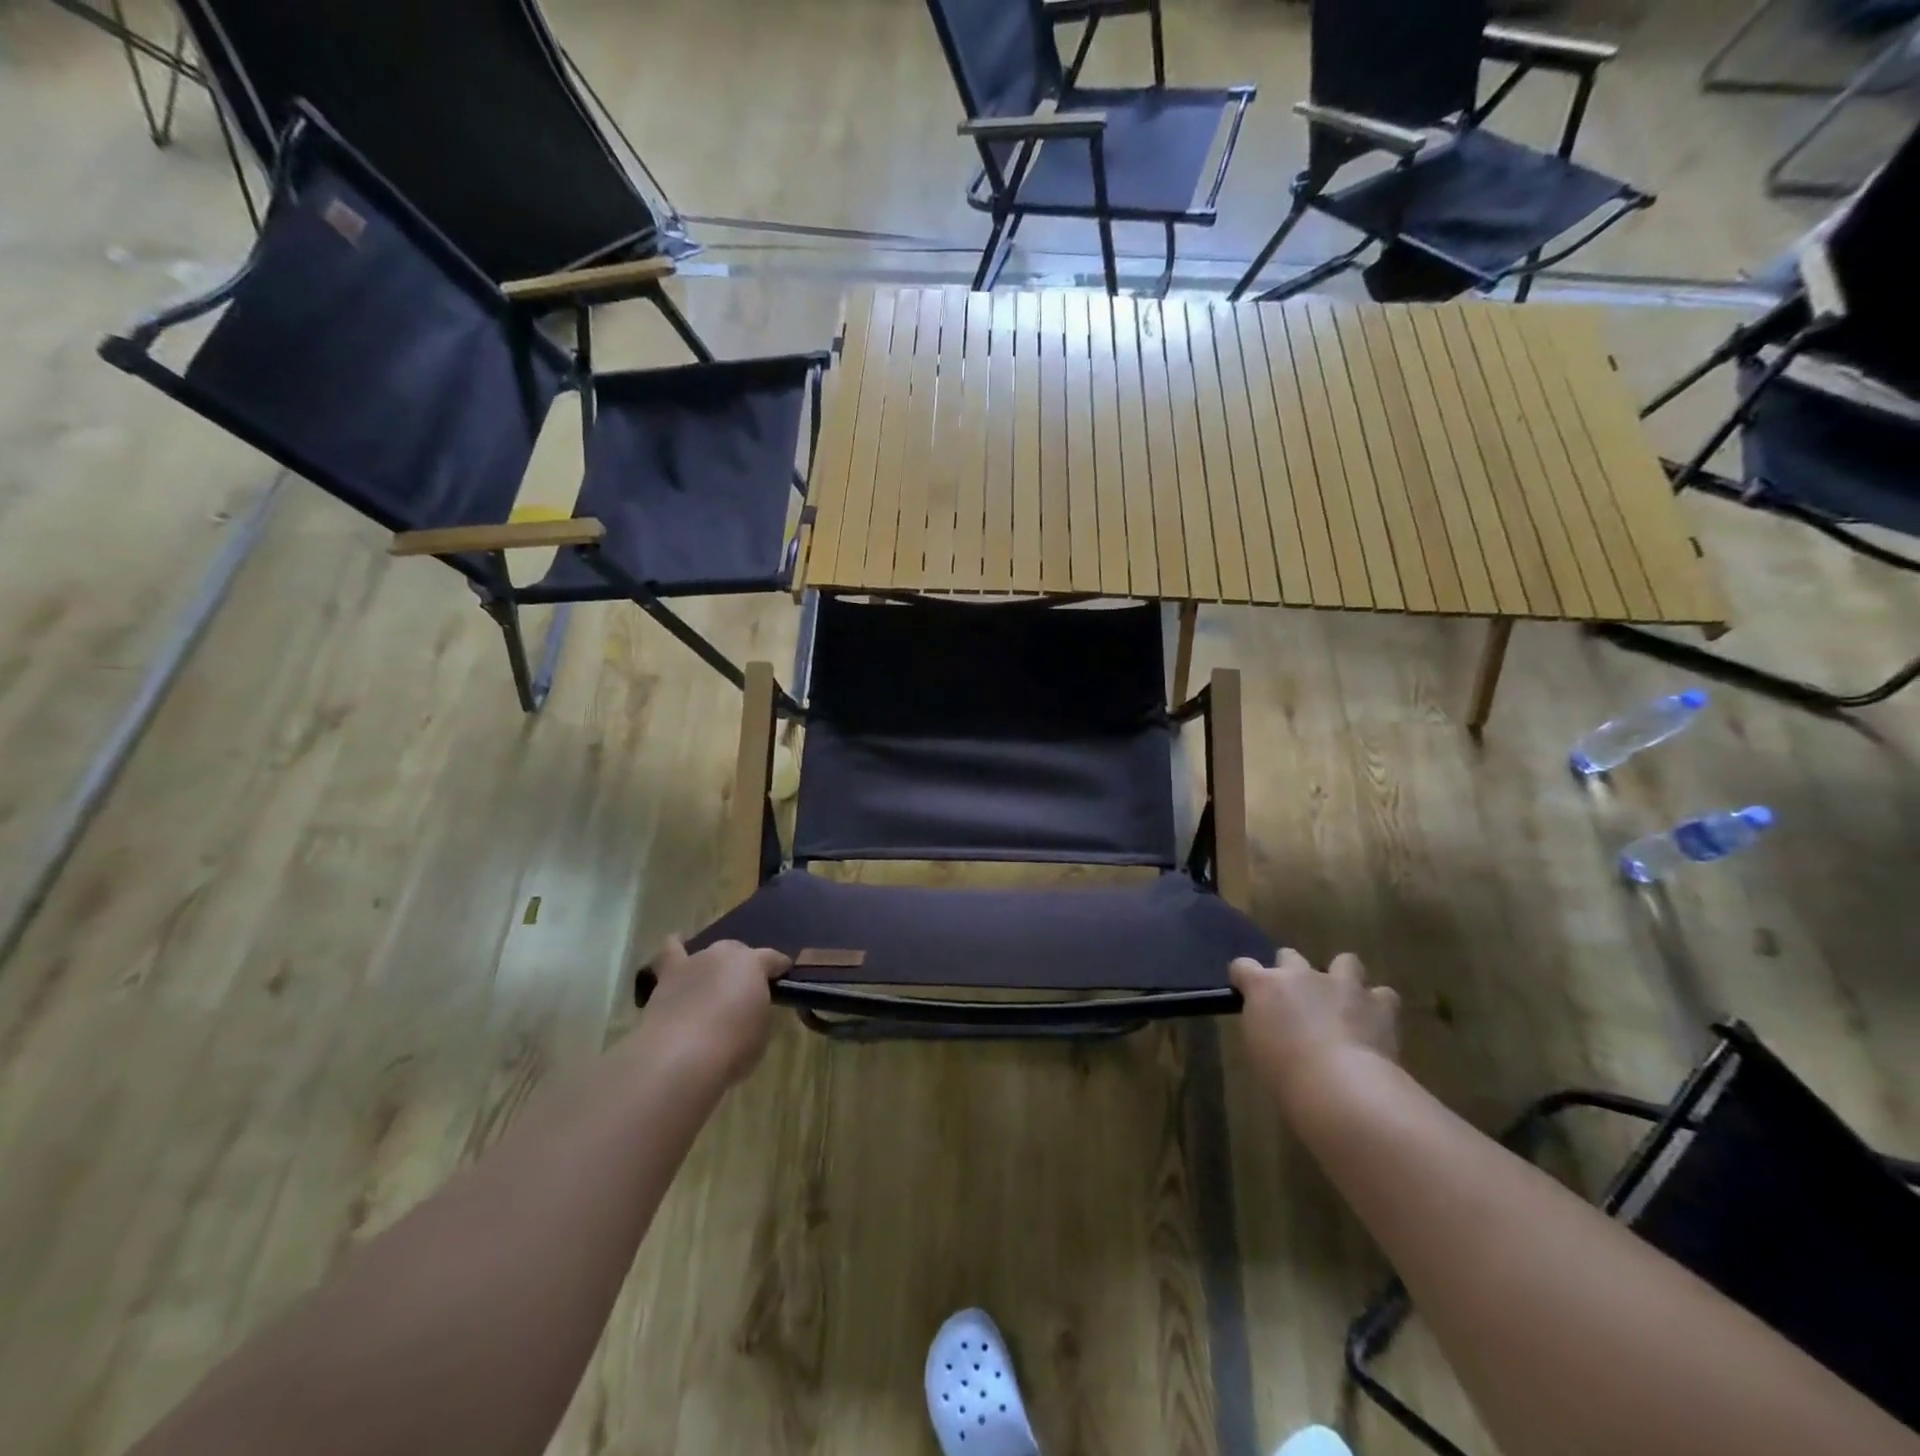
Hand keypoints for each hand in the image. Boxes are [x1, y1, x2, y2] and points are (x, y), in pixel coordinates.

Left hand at [642, 935, 791, 1085]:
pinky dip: (676, 947)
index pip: (774, 959)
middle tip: (744, 993)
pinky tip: (678, 946)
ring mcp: (695, 961)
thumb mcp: (762, 1030)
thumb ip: (760, 1010)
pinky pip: (672, 951)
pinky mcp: (668, 975)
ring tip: (713, 984)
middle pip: (740, 951)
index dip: (780, 969)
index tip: (783, 981)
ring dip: (714, 965)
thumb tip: (752, 1006)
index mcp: (754, 963)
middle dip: (744, 968)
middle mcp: (725, 954)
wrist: (679, 1056)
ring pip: (709, 953)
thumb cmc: (732, 1046)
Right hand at [1230, 950, 1399, 1109]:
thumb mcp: (1258, 1049)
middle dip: (1292, 972)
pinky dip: (1379, 1006)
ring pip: (1345, 961)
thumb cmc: (1286, 1075)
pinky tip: (1376, 1023)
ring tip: (1345, 1002)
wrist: (1341, 1086)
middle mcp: (1301, 975)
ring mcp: (1342, 984)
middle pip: (1290, 956)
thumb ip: (1264, 1024)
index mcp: (1265, 986)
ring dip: (1343, 978)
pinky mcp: (1378, 1003)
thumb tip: (1272, 1023)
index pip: (1243, 967)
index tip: (1246, 992)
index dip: (1244, 977)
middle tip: (1297, 1000)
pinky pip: (1383, 995)